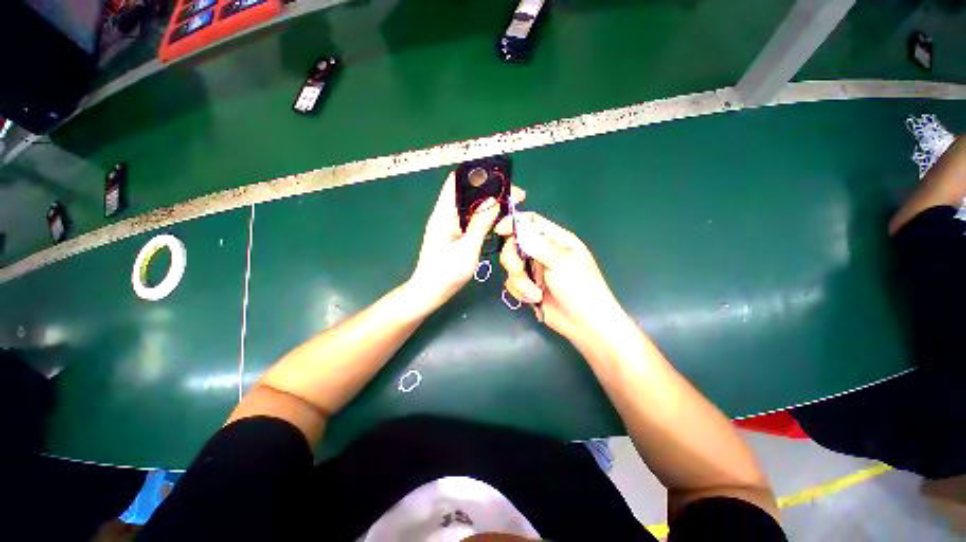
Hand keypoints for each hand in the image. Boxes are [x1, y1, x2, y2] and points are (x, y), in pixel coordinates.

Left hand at [409, 172, 524, 307]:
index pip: (457, 180)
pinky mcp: (454, 233)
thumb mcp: (467, 249)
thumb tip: (493, 200)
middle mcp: (445, 214)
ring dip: (491, 204)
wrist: (429, 292)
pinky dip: (485, 217)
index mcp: (444, 213)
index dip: (479, 175)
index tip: (502, 182)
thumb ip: (480, 224)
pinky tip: (499, 222)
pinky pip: (471, 219)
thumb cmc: (445, 273)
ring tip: (512, 209)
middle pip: (469, 192)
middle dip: (492, 191)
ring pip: (472, 205)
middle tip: (516, 198)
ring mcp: (450, 224)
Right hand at [496, 212, 623, 342]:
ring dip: (520, 282)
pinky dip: (520, 291)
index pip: (531, 221)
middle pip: (514, 244)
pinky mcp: (529, 287)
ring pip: (511, 266)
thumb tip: (516, 226)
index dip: (513, 222)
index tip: (499, 231)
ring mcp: (535, 270)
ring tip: (535, 294)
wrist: (584, 324)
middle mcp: (543, 252)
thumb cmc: (580, 288)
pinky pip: (513, 283)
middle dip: (513, 259)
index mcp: (555, 239)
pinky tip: (534, 300)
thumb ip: (536, 244)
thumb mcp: (560, 262)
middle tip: (519, 270)